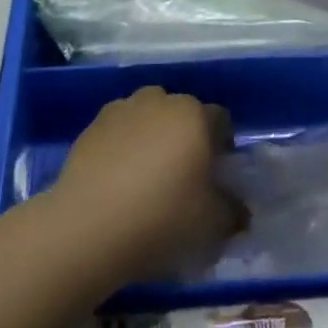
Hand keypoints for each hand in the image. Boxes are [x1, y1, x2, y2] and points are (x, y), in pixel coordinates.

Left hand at [46, 87, 244, 286]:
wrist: (87, 225)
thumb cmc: (160, 217)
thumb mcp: (210, 224)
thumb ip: (233, 212)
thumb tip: (241, 210)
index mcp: (194, 116)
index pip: (220, 119)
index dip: (222, 144)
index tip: (216, 173)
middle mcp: (161, 101)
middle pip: (183, 112)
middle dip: (187, 135)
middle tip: (183, 173)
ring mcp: (123, 108)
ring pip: (149, 114)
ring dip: (154, 133)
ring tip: (147, 172)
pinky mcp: (93, 125)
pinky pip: (119, 128)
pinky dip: (124, 143)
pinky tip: (118, 176)